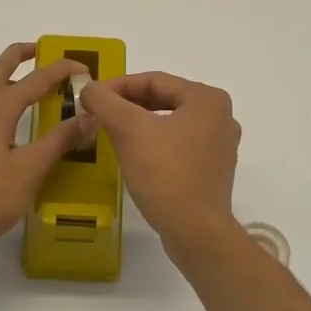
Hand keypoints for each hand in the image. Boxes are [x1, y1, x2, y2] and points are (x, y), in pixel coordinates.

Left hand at [0, 42, 98, 259]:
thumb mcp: (29, 170)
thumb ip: (59, 141)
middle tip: (45, 51)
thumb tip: (90, 116)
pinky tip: (14, 123)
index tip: (85, 69)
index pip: (36, 79)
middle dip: (22, 55)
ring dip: (10, 77)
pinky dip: (3, 101)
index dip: (62, 70)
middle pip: (0, 68)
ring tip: (34, 85)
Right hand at [77, 72, 240, 253]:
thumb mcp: (128, 130)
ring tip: (112, 134)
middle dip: (128, 106)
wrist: (195, 230)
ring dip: (140, 125)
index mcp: (207, 99)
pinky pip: (179, 147)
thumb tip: (89, 88)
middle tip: (99, 115)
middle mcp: (221, 117)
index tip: (91, 98)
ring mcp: (220, 146)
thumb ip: (104, 101)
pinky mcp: (213, 171)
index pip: (154, 80)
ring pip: (170, 124)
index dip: (117, 86)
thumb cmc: (165, 173)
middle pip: (164, 100)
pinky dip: (155, 145)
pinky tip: (135, 157)